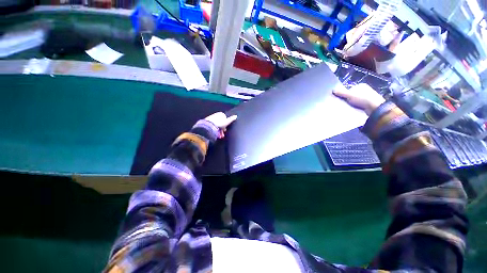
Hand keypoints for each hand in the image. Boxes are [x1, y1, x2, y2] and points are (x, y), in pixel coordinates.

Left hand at [205, 112, 237, 138]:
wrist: (209, 126)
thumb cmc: (219, 123)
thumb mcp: (227, 122)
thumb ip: (231, 119)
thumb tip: (236, 116)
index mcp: (220, 114)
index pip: (225, 119)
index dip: (226, 125)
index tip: (225, 130)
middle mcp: (216, 115)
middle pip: (221, 123)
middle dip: (222, 129)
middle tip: (223, 134)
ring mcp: (211, 118)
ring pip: (217, 125)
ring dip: (219, 131)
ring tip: (219, 136)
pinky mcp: (207, 122)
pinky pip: (212, 127)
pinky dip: (214, 130)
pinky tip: (215, 135)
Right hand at [333, 83, 385, 115]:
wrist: (375, 107)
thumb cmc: (362, 99)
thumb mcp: (349, 95)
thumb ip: (341, 92)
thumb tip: (333, 90)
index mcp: (361, 85)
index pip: (349, 89)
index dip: (344, 94)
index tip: (341, 99)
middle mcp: (365, 89)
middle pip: (352, 94)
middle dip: (347, 99)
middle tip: (343, 103)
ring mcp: (368, 96)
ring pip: (355, 100)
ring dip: (351, 103)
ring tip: (348, 107)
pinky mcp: (369, 103)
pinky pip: (359, 104)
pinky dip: (356, 106)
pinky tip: (353, 109)